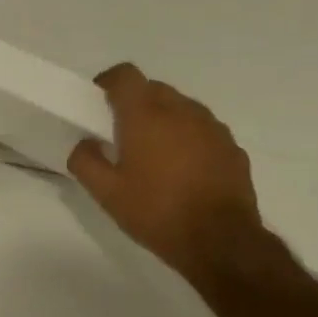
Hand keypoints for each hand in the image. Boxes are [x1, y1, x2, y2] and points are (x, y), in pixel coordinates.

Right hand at [68, 64, 267, 286]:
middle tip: (122, 133)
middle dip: (135, 103)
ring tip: (154, 153)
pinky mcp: (232, 147)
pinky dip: (188, 138)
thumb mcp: (106, 193)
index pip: (125, 75)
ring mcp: (212, 127)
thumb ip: (85, 161)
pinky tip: (183, 170)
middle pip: (154, 88)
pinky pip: (203, 130)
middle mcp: (182, 110)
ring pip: (181, 108)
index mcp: (146, 115)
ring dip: (164, 119)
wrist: (220, 241)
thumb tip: (85, 143)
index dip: (109, 82)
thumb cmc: (156, 212)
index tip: (98, 102)